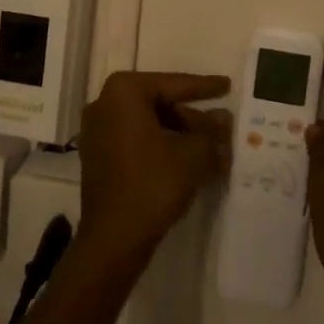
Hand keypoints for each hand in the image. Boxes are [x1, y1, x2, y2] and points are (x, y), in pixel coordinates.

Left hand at [76, 71, 231, 265]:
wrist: (113, 239)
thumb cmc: (153, 184)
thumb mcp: (193, 155)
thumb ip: (210, 132)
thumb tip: (223, 118)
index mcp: (124, 92)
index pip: (173, 84)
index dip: (204, 87)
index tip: (226, 85)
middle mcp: (104, 103)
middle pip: (158, 102)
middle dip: (191, 116)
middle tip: (220, 125)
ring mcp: (96, 130)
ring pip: (147, 122)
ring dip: (178, 132)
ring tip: (209, 147)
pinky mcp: (96, 156)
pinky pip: (134, 139)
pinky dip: (159, 144)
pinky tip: (185, 160)